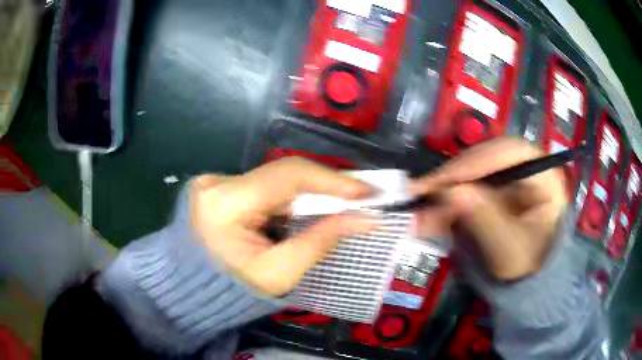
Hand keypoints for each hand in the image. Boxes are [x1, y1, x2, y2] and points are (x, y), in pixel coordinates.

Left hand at [189, 158, 374, 296]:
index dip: (332, 180)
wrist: (191, 292)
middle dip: (324, 186)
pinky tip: (307, 209)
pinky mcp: (218, 188)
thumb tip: (365, 218)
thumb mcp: (279, 274)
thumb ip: (321, 241)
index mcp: (226, 203)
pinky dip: (289, 197)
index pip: (288, 176)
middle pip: (283, 174)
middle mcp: (217, 182)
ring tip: (340, 203)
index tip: (367, 191)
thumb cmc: (232, 293)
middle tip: (360, 197)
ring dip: (308, 192)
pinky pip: (264, 187)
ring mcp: (215, 182)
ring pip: (275, 180)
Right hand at [411, 138, 567, 279]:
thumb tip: (450, 192)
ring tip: (417, 214)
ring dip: (442, 194)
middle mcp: (525, 167)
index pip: (508, 153)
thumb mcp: (509, 250)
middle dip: (452, 179)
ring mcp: (508, 176)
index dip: (473, 162)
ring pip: (471, 173)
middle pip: (485, 159)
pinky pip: (466, 188)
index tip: (440, 181)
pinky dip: (445, 204)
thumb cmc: (527, 265)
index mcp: (544, 176)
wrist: (526, 278)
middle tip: (419, 195)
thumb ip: (485, 220)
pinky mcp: (492, 188)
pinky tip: (426, 218)